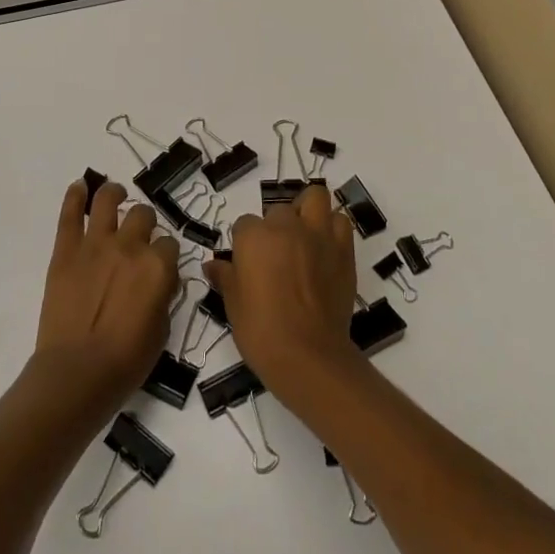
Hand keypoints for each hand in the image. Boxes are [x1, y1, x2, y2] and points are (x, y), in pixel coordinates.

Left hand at [35, 179, 180, 409]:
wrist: (77, 373)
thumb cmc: (126, 361)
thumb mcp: (162, 330)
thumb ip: (164, 296)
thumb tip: (161, 281)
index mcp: (158, 266)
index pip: (169, 244)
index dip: (165, 254)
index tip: (160, 265)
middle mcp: (130, 246)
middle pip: (143, 215)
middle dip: (145, 222)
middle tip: (139, 234)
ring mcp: (95, 245)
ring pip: (109, 201)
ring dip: (114, 194)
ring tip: (115, 195)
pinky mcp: (66, 251)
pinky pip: (71, 215)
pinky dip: (75, 196)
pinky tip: (81, 186)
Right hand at [206, 183, 360, 403]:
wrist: (308, 355)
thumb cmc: (262, 331)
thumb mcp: (233, 306)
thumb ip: (225, 277)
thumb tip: (211, 265)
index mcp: (254, 237)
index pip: (244, 224)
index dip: (245, 244)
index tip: (248, 264)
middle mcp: (286, 227)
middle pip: (278, 211)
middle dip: (276, 227)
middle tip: (276, 255)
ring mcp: (318, 235)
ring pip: (315, 198)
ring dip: (308, 211)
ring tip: (304, 234)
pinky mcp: (343, 249)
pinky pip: (340, 222)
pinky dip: (332, 229)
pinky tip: (325, 248)